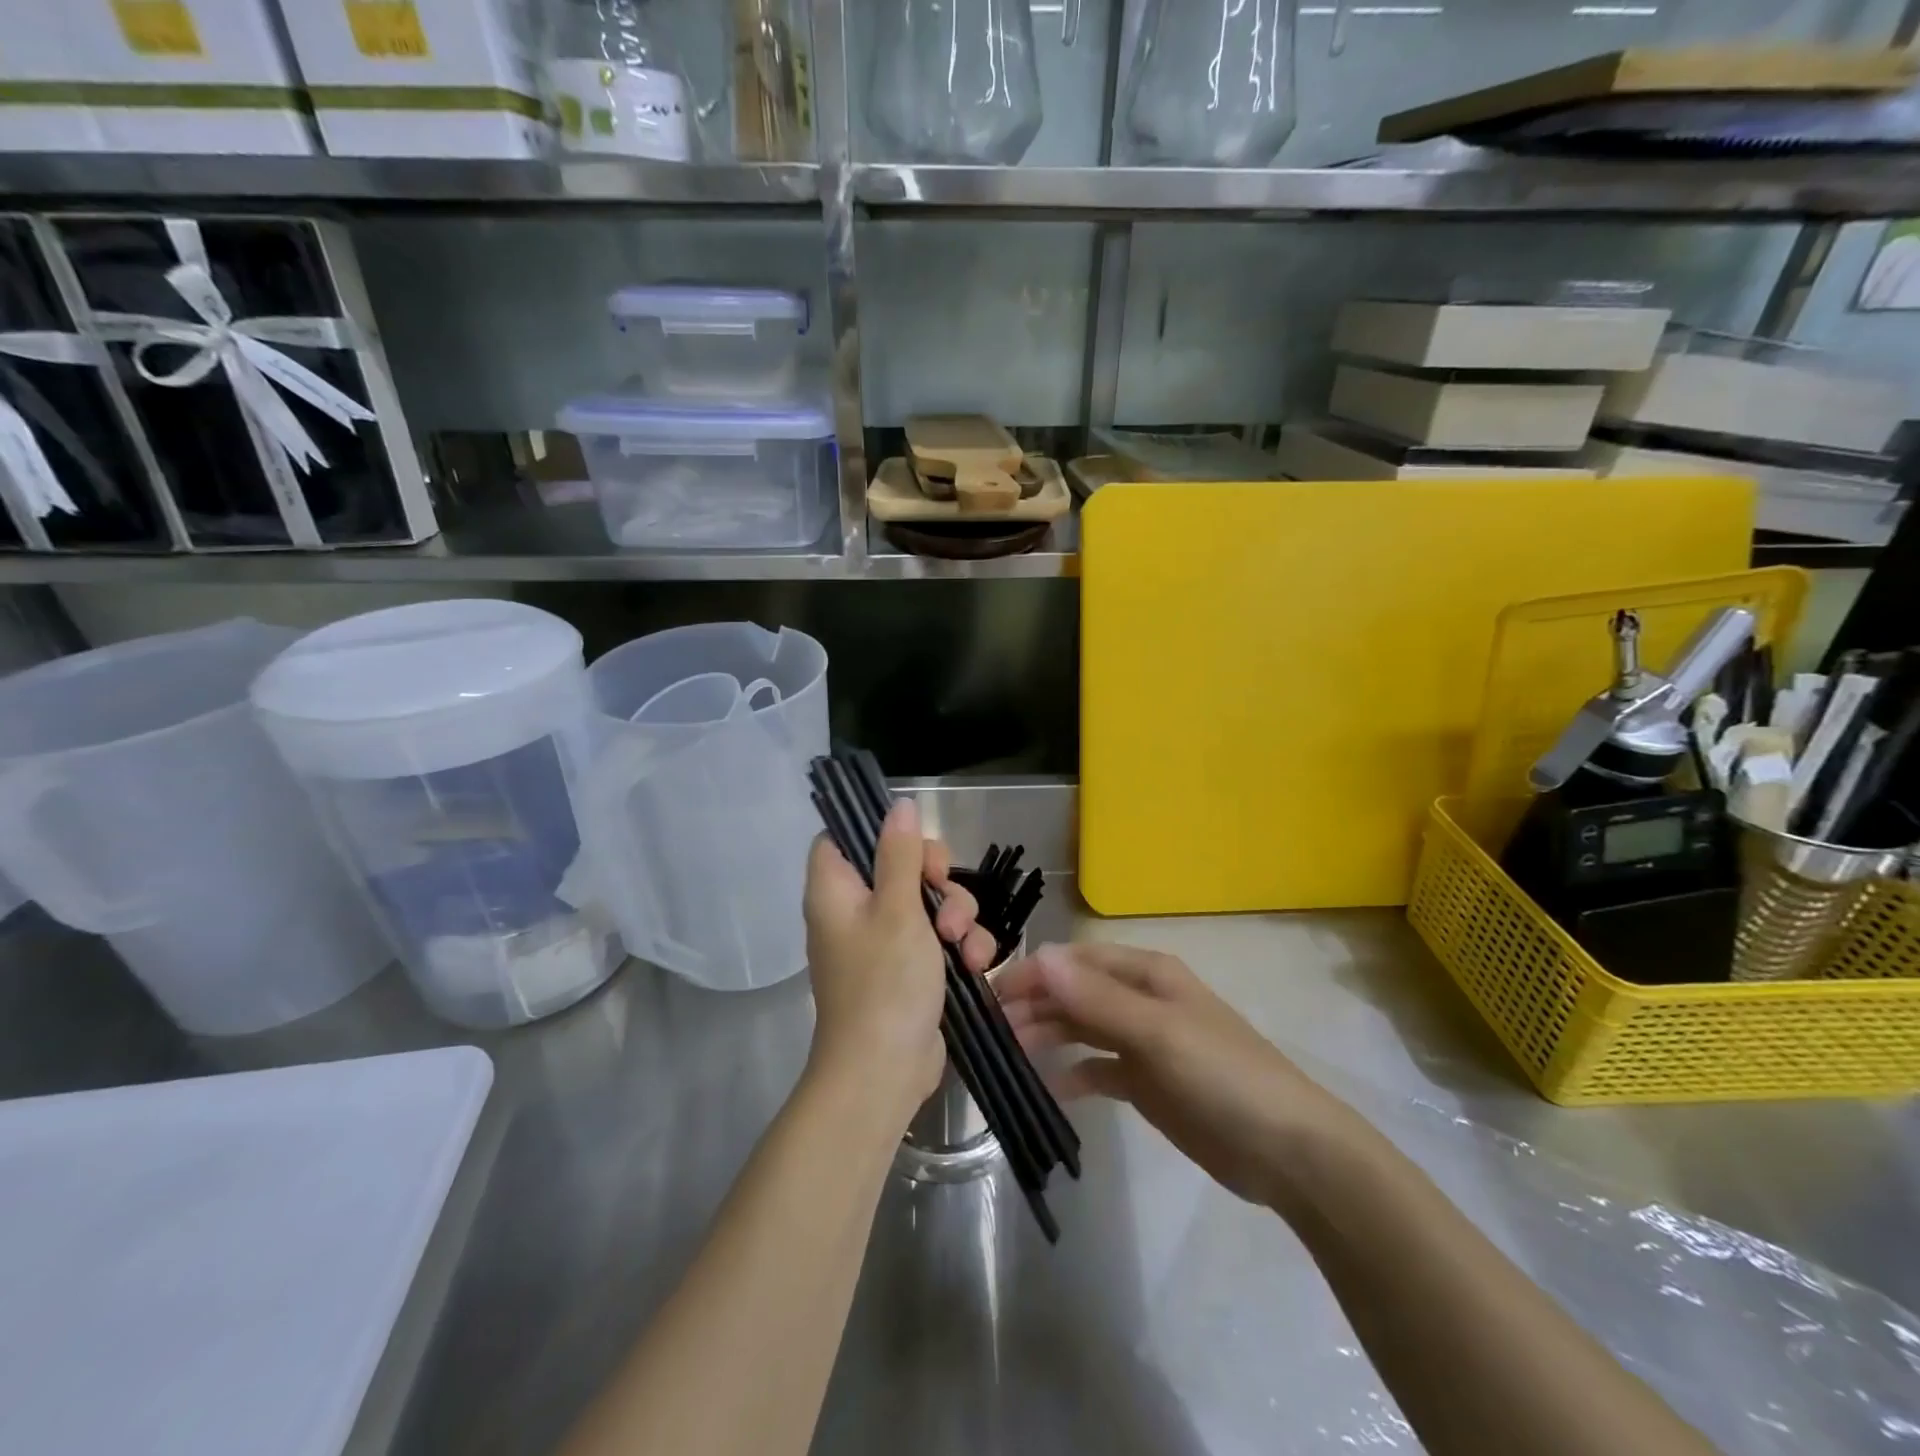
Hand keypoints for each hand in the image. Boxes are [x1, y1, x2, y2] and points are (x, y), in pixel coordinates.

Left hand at [803, 799, 997, 1120]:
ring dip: (958, 916)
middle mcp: (855, 910)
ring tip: (965, 946)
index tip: (911, 842)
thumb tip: (898, 804)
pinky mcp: (910, 967)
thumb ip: (899, 854)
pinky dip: (961, 946)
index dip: (877, 832)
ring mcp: (884, 940)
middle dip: (937, 880)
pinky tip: (977, 965)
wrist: (885, 1072)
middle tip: (944, 900)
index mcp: (836, 890)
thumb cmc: (884, 983)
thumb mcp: (897, 909)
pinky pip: (939, 937)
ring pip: (929, 900)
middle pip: (899, 865)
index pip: (843, 837)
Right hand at [996, 942, 1351, 1206]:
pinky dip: (1074, 1073)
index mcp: (1146, 974)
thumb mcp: (1158, 1032)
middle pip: (1075, 993)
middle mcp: (1141, 999)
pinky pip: (1099, 1069)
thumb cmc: (1222, 1075)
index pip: (1077, 961)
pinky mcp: (1147, 1083)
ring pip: (1082, 1028)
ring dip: (1048, 1034)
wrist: (1286, 1151)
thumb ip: (1097, 998)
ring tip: (1008, 1052)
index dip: (1035, 972)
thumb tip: (1040, 957)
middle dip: (1035, 1004)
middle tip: (991, 1029)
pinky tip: (1050, 1088)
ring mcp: (1144, 1042)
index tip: (991, 994)